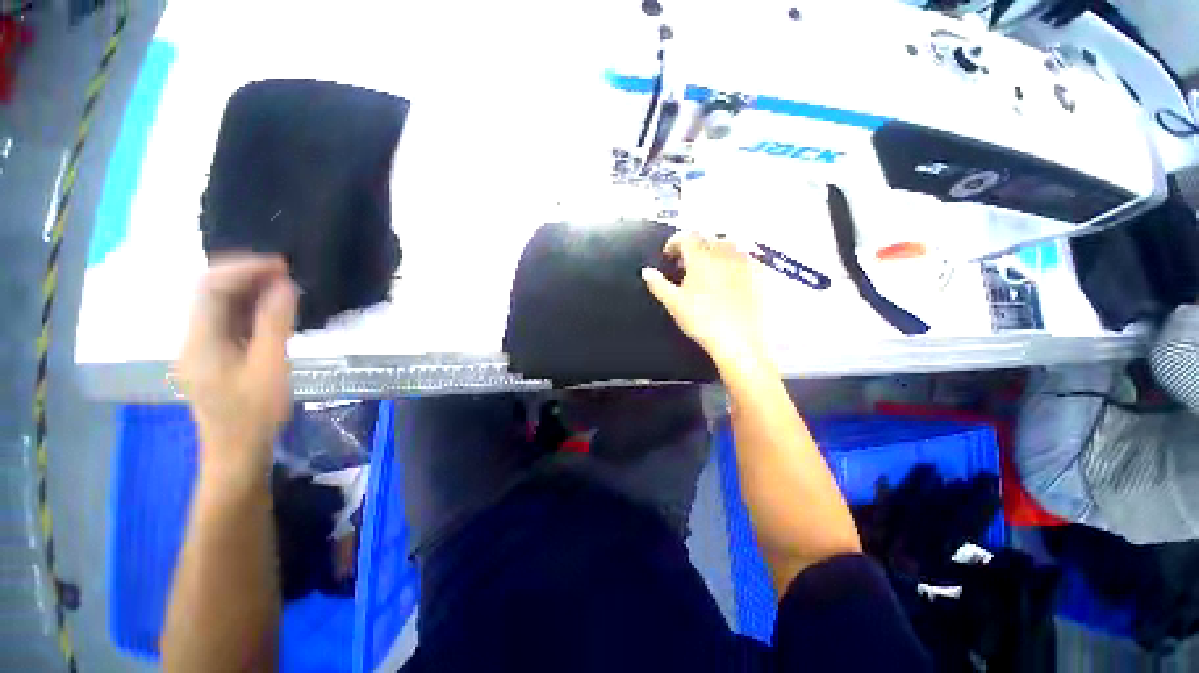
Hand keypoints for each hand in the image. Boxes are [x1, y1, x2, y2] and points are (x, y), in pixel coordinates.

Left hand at [177, 255, 297, 482]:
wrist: (237, 451)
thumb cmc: (255, 413)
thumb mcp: (271, 367)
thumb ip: (275, 324)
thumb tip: (284, 285)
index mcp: (200, 341)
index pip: (211, 287)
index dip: (243, 269)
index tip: (280, 265)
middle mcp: (193, 339)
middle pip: (210, 293)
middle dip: (246, 276)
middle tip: (285, 273)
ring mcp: (200, 348)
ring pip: (218, 307)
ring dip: (248, 291)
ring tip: (283, 287)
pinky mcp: (212, 357)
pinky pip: (227, 322)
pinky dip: (248, 309)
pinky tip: (271, 310)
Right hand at [641, 232, 769, 368]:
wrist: (742, 341)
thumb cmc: (702, 321)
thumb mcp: (674, 303)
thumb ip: (658, 284)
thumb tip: (646, 271)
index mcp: (702, 257)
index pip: (686, 236)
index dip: (674, 242)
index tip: (668, 256)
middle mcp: (725, 252)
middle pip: (707, 238)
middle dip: (694, 246)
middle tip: (686, 265)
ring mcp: (747, 260)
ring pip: (729, 244)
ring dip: (715, 251)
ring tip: (709, 269)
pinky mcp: (763, 272)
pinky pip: (747, 257)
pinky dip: (734, 261)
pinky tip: (732, 279)